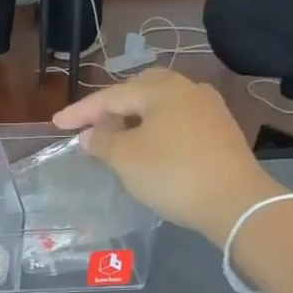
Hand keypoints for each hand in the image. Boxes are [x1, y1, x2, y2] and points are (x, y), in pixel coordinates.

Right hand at [52, 69, 279, 241]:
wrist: (235, 202)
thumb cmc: (172, 174)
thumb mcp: (126, 159)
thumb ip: (102, 142)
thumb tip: (90, 134)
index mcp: (163, 90)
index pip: (112, 96)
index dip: (81, 111)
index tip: (57, 124)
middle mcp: (188, 90)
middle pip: (141, 90)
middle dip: (112, 106)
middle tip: (90, 123)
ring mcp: (209, 110)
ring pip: (161, 105)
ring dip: (134, 118)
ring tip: (115, 136)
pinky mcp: (220, 131)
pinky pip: (177, 120)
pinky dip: (155, 128)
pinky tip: (146, 146)